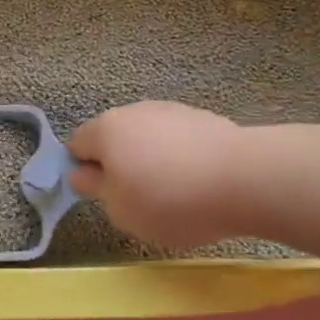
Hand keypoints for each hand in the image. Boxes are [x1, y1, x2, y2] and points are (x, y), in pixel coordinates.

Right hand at [67, 101, 245, 250]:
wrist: (242, 179)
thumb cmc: (168, 200)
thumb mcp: (120, 210)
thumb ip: (95, 188)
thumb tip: (81, 172)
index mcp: (105, 130)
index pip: (77, 144)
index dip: (83, 170)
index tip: (101, 196)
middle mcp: (133, 111)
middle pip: (114, 136)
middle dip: (119, 163)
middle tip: (135, 198)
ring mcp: (170, 110)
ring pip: (147, 136)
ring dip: (150, 158)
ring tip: (172, 192)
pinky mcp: (202, 117)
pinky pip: (177, 139)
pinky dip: (179, 156)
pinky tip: (197, 181)